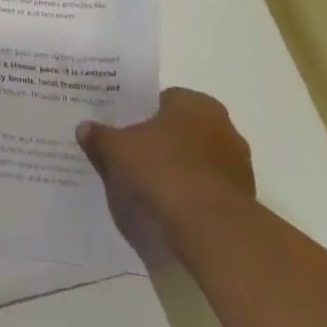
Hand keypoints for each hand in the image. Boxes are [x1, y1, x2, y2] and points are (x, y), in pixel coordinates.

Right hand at [77, 88, 255, 247]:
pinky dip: (189, 191)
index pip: (162, 99)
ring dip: (176, 167)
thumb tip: (84, 128)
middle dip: (158, 140)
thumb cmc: (162, 170)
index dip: (138, 113)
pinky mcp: (242, 197)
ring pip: (195, 158)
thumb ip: (99, 136)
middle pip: (180, 129)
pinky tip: (168, 203)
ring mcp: (237, 163)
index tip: (121, 128)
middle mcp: (223, 126)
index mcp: (196, 103)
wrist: (210, 227)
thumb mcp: (116, 149)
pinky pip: (206, 186)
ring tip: (146, 183)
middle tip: (130, 154)